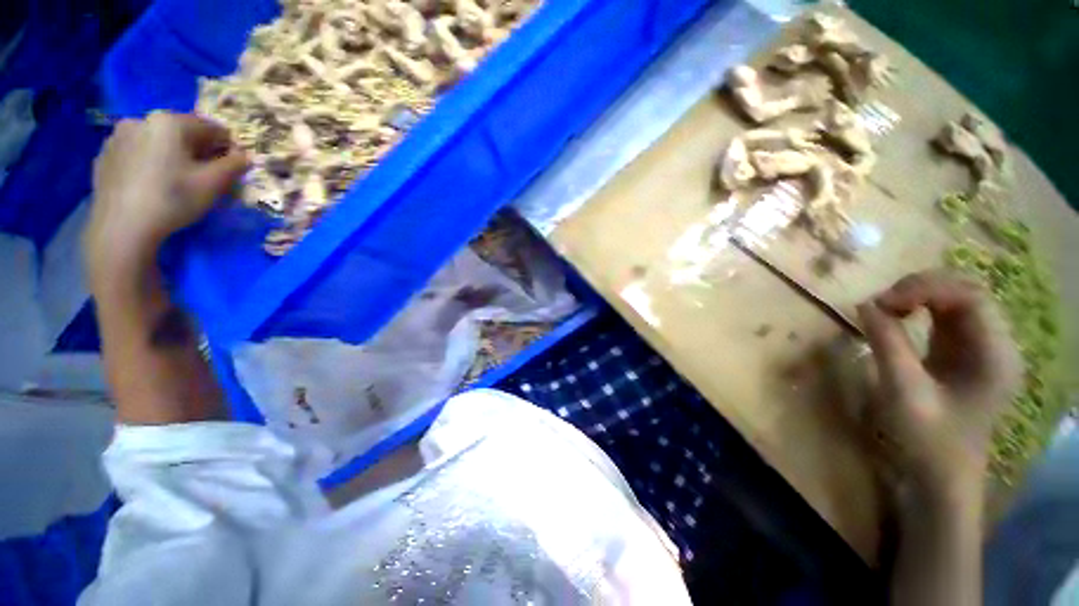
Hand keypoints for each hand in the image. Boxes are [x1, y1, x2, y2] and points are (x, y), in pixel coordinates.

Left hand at [86, 111, 247, 276]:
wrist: (121, 227)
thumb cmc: (172, 199)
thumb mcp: (214, 184)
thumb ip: (234, 165)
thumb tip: (245, 156)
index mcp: (170, 122)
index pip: (211, 127)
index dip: (226, 147)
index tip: (230, 167)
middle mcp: (141, 119)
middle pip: (180, 132)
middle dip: (196, 150)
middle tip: (203, 176)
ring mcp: (118, 136)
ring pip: (156, 141)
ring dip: (170, 155)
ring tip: (174, 180)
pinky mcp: (104, 155)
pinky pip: (136, 152)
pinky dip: (148, 162)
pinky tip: (151, 184)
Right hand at [857, 270, 1021, 498]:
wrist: (943, 475)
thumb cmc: (928, 440)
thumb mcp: (903, 392)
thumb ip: (887, 344)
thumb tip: (865, 304)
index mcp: (996, 356)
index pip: (971, 297)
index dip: (926, 288)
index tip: (883, 302)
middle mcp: (999, 344)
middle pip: (967, 290)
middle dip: (922, 287)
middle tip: (881, 304)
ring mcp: (985, 347)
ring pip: (958, 297)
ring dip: (920, 295)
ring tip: (887, 309)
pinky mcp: (968, 351)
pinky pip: (948, 314)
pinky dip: (920, 307)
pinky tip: (899, 317)